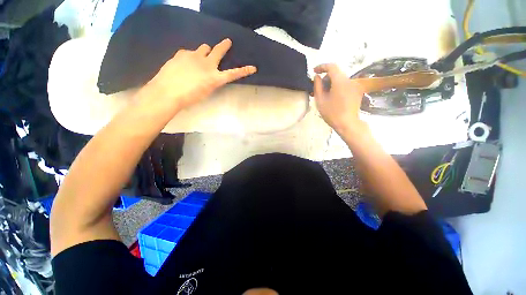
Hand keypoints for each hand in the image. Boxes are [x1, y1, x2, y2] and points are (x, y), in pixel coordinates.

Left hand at [145, 38, 256, 109]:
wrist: (167, 92)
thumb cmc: (189, 98)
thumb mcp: (205, 92)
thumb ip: (210, 81)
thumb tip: (210, 74)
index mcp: (215, 78)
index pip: (233, 74)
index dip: (244, 71)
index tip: (253, 67)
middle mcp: (207, 64)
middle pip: (218, 51)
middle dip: (224, 46)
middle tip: (227, 42)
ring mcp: (194, 56)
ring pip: (204, 48)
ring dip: (205, 51)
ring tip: (200, 58)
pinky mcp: (182, 53)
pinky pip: (189, 52)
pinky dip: (190, 56)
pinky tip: (184, 63)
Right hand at [313, 63, 367, 135]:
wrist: (347, 124)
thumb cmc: (331, 113)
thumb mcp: (320, 100)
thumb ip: (317, 86)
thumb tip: (317, 77)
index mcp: (340, 81)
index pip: (331, 66)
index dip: (322, 67)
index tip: (314, 71)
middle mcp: (349, 80)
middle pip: (336, 73)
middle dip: (326, 78)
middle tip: (318, 89)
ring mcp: (354, 86)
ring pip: (340, 79)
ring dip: (331, 83)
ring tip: (325, 95)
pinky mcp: (356, 91)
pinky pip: (345, 85)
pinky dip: (337, 87)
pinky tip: (333, 97)